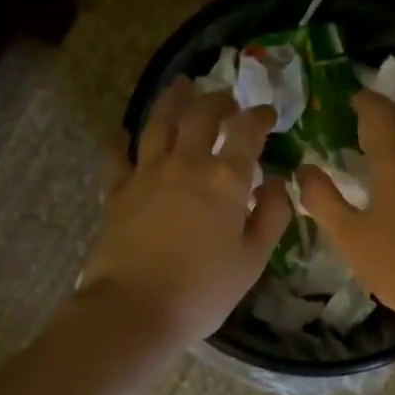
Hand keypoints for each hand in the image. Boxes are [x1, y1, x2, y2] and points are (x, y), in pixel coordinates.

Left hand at [79, 79, 293, 347]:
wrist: (136, 308)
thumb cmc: (203, 290)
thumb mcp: (252, 259)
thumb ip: (271, 216)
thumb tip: (277, 182)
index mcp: (225, 179)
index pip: (246, 132)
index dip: (259, 117)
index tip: (267, 113)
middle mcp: (185, 164)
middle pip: (201, 116)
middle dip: (217, 100)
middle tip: (226, 97)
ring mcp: (146, 174)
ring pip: (159, 122)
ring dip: (172, 100)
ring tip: (180, 86)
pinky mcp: (117, 191)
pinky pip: (116, 156)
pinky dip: (119, 140)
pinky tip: (120, 132)